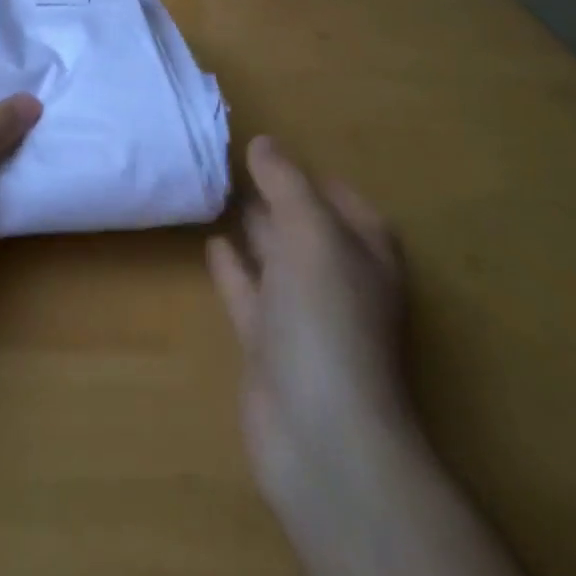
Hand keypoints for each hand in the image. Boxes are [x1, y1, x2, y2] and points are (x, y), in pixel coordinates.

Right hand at [209, 137, 416, 575]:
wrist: (320, 433)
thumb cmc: (327, 316)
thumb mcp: (311, 230)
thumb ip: (285, 181)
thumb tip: (263, 141)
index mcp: (363, 250)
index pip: (338, 197)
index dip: (307, 172)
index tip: (266, 146)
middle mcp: (337, 278)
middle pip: (304, 224)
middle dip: (274, 194)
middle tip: (230, 159)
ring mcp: (303, 314)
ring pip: (274, 256)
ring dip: (252, 227)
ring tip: (216, 189)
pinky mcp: (268, 343)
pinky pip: (248, 291)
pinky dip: (232, 267)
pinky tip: (211, 242)